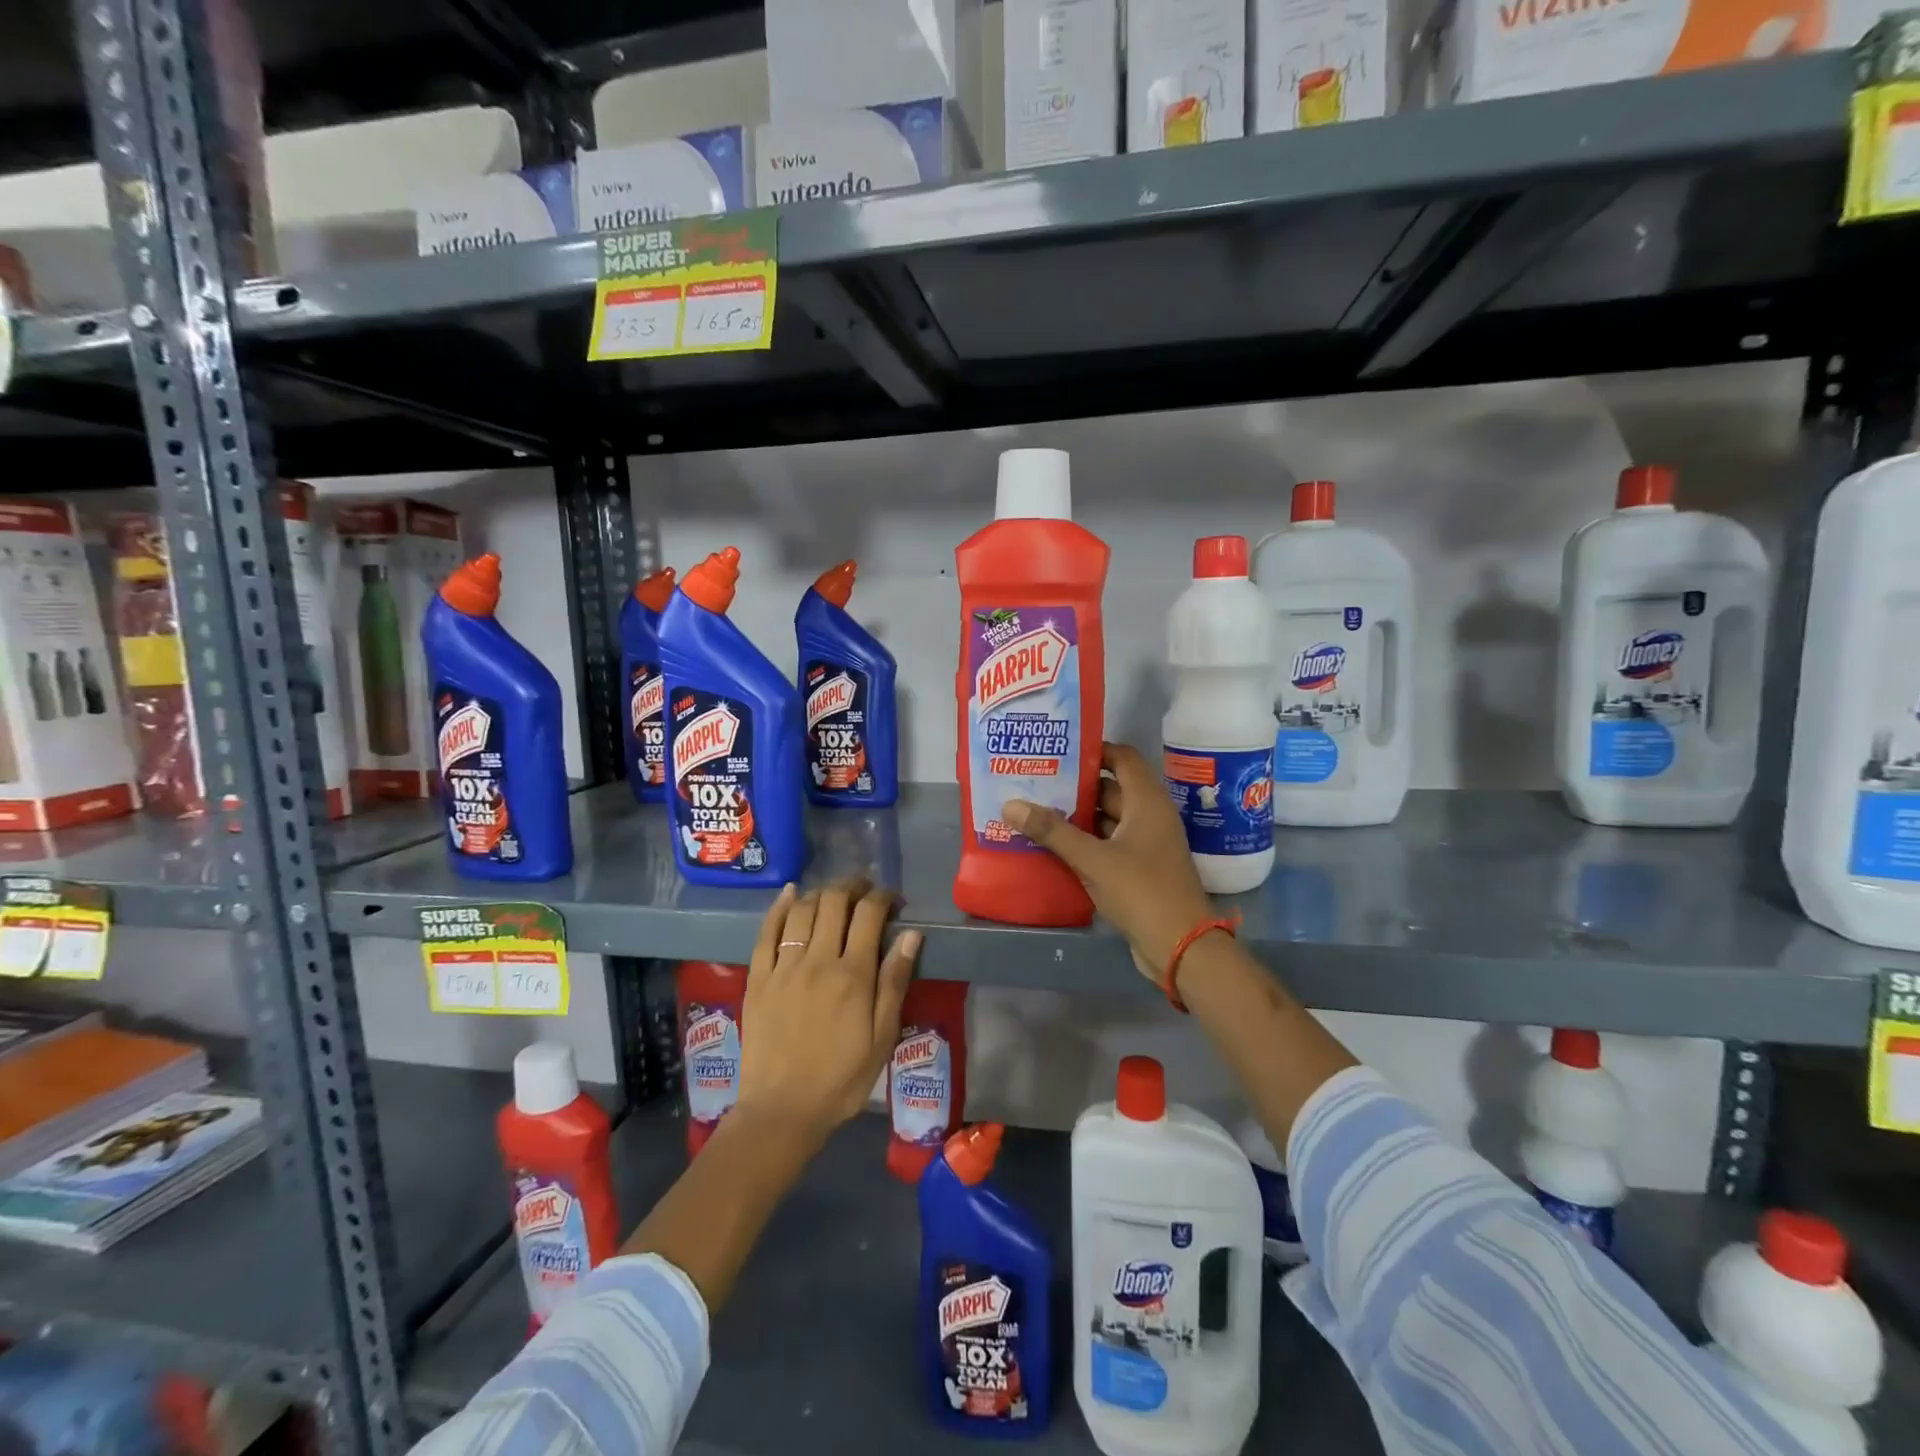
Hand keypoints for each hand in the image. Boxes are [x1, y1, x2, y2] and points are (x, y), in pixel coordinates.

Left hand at [736, 879, 921, 1145]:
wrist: (781, 1111)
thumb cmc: (841, 1079)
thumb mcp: (882, 1037)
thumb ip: (894, 982)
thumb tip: (911, 935)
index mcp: (853, 975)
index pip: (869, 915)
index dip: (883, 897)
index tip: (893, 900)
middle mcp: (818, 960)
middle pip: (834, 902)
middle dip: (853, 886)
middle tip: (865, 890)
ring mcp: (784, 967)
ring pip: (802, 910)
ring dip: (822, 892)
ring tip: (835, 894)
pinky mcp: (758, 978)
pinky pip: (767, 931)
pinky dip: (780, 906)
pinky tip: (791, 893)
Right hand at [1002, 742, 1215, 988]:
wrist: (1181, 948)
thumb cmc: (1142, 891)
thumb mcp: (1093, 859)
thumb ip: (1052, 832)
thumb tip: (1011, 804)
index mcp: (1147, 802)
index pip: (1122, 757)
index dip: (1094, 750)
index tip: (1058, 751)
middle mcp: (1149, 817)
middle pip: (1110, 789)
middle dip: (1075, 786)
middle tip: (1035, 782)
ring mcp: (1146, 845)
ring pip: (1107, 820)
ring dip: (1077, 817)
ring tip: (1035, 811)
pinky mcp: (1139, 870)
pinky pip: (1108, 846)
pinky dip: (1085, 843)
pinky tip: (1052, 847)